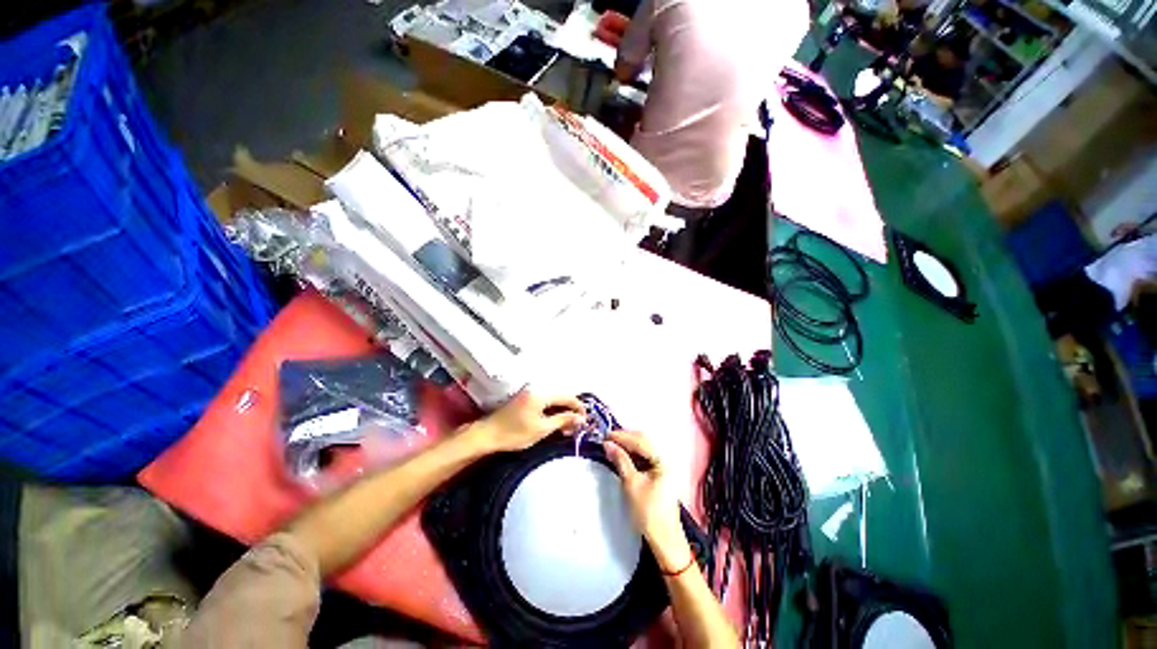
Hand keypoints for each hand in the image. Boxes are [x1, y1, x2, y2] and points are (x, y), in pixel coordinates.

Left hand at [466, 390, 585, 453]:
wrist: (488, 435)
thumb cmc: (515, 433)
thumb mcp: (542, 429)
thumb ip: (563, 420)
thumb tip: (580, 418)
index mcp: (541, 393)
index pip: (567, 396)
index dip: (579, 407)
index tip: (586, 420)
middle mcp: (537, 388)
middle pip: (561, 396)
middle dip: (571, 409)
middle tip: (577, 425)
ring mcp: (530, 392)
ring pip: (554, 399)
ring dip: (562, 410)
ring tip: (567, 426)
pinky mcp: (526, 398)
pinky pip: (545, 401)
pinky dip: (553, 410)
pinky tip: (555, 421)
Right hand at [603, 430, 689, 572]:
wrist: (664, 540)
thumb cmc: (649, 512)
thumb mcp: (632, 484)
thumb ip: (621, 460)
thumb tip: (607, 444)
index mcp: (662, 460)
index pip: (640, 441)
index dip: (622, 437)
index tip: (605, 435)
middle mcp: (664, 459)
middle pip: (643, 442)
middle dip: (625, 439)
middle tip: (607, 440)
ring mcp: (662, 467)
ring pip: (643, 449)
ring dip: (627, 446)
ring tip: (611, 446)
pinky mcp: (658, 474)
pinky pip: (643, 458)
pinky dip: (632, 455)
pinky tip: (621, 456)